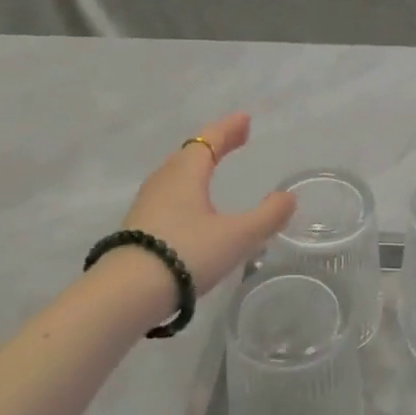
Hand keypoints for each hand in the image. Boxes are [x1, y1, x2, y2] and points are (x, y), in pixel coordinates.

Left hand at [119, 113, 293, 292]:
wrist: (126, 294)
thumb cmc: (187, 254)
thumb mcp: (237, 237)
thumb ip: (267, 216)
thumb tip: (288, 197)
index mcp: (187, 173)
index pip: (210, 140)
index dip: (229, 129)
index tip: (245, 120)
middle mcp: (164, 180)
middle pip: (190, 153)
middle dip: (215, 144)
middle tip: (235, 139)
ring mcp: (147, 203)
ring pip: (176, 174)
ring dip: (198, 166)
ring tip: (213, 168)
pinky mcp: (138, 226)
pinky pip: (168, 194)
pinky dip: (186, 188)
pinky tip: (191, 206)